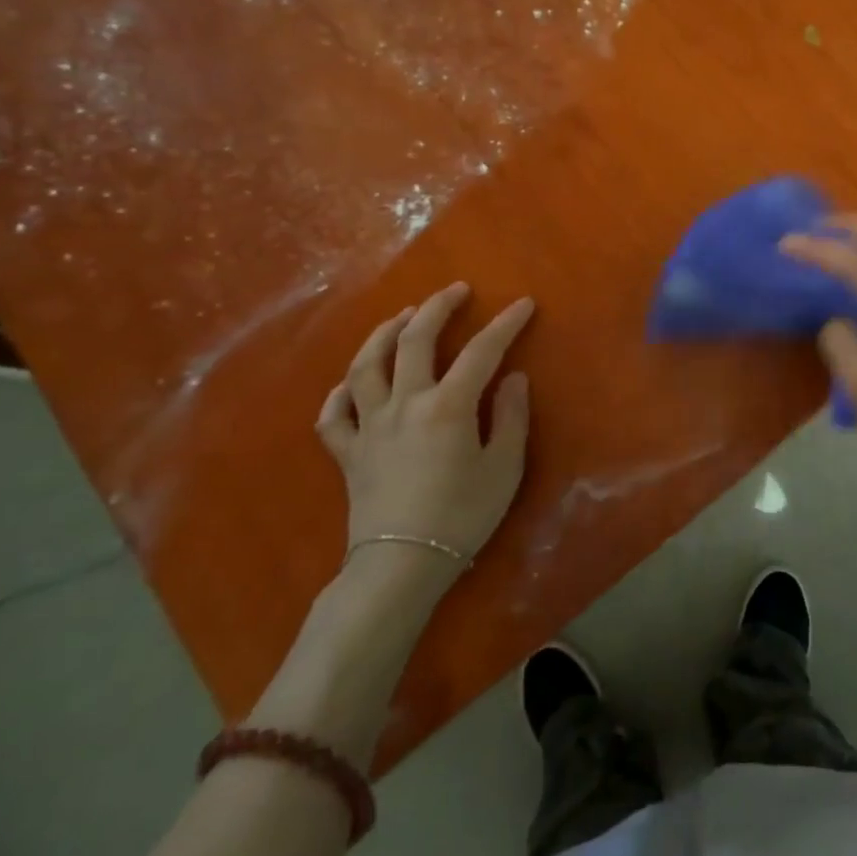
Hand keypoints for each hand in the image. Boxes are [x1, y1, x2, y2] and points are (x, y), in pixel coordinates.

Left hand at [316, 284, 535, 583]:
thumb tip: (513, 378)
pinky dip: (341, 393)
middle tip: (456, 290)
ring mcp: (369, 425)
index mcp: (448, 406)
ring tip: (402, 317)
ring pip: (367, 365)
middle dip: (438, 308)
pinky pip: (333, 414)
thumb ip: (510, 417)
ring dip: (385, 333)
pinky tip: (352, 383)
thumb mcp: (504, 468)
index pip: (481, 351)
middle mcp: (405, 403)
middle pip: (415, 340)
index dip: (505, 324)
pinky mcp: (347, 451)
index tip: (523, 304)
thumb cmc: (462, 516)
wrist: (401, 564)